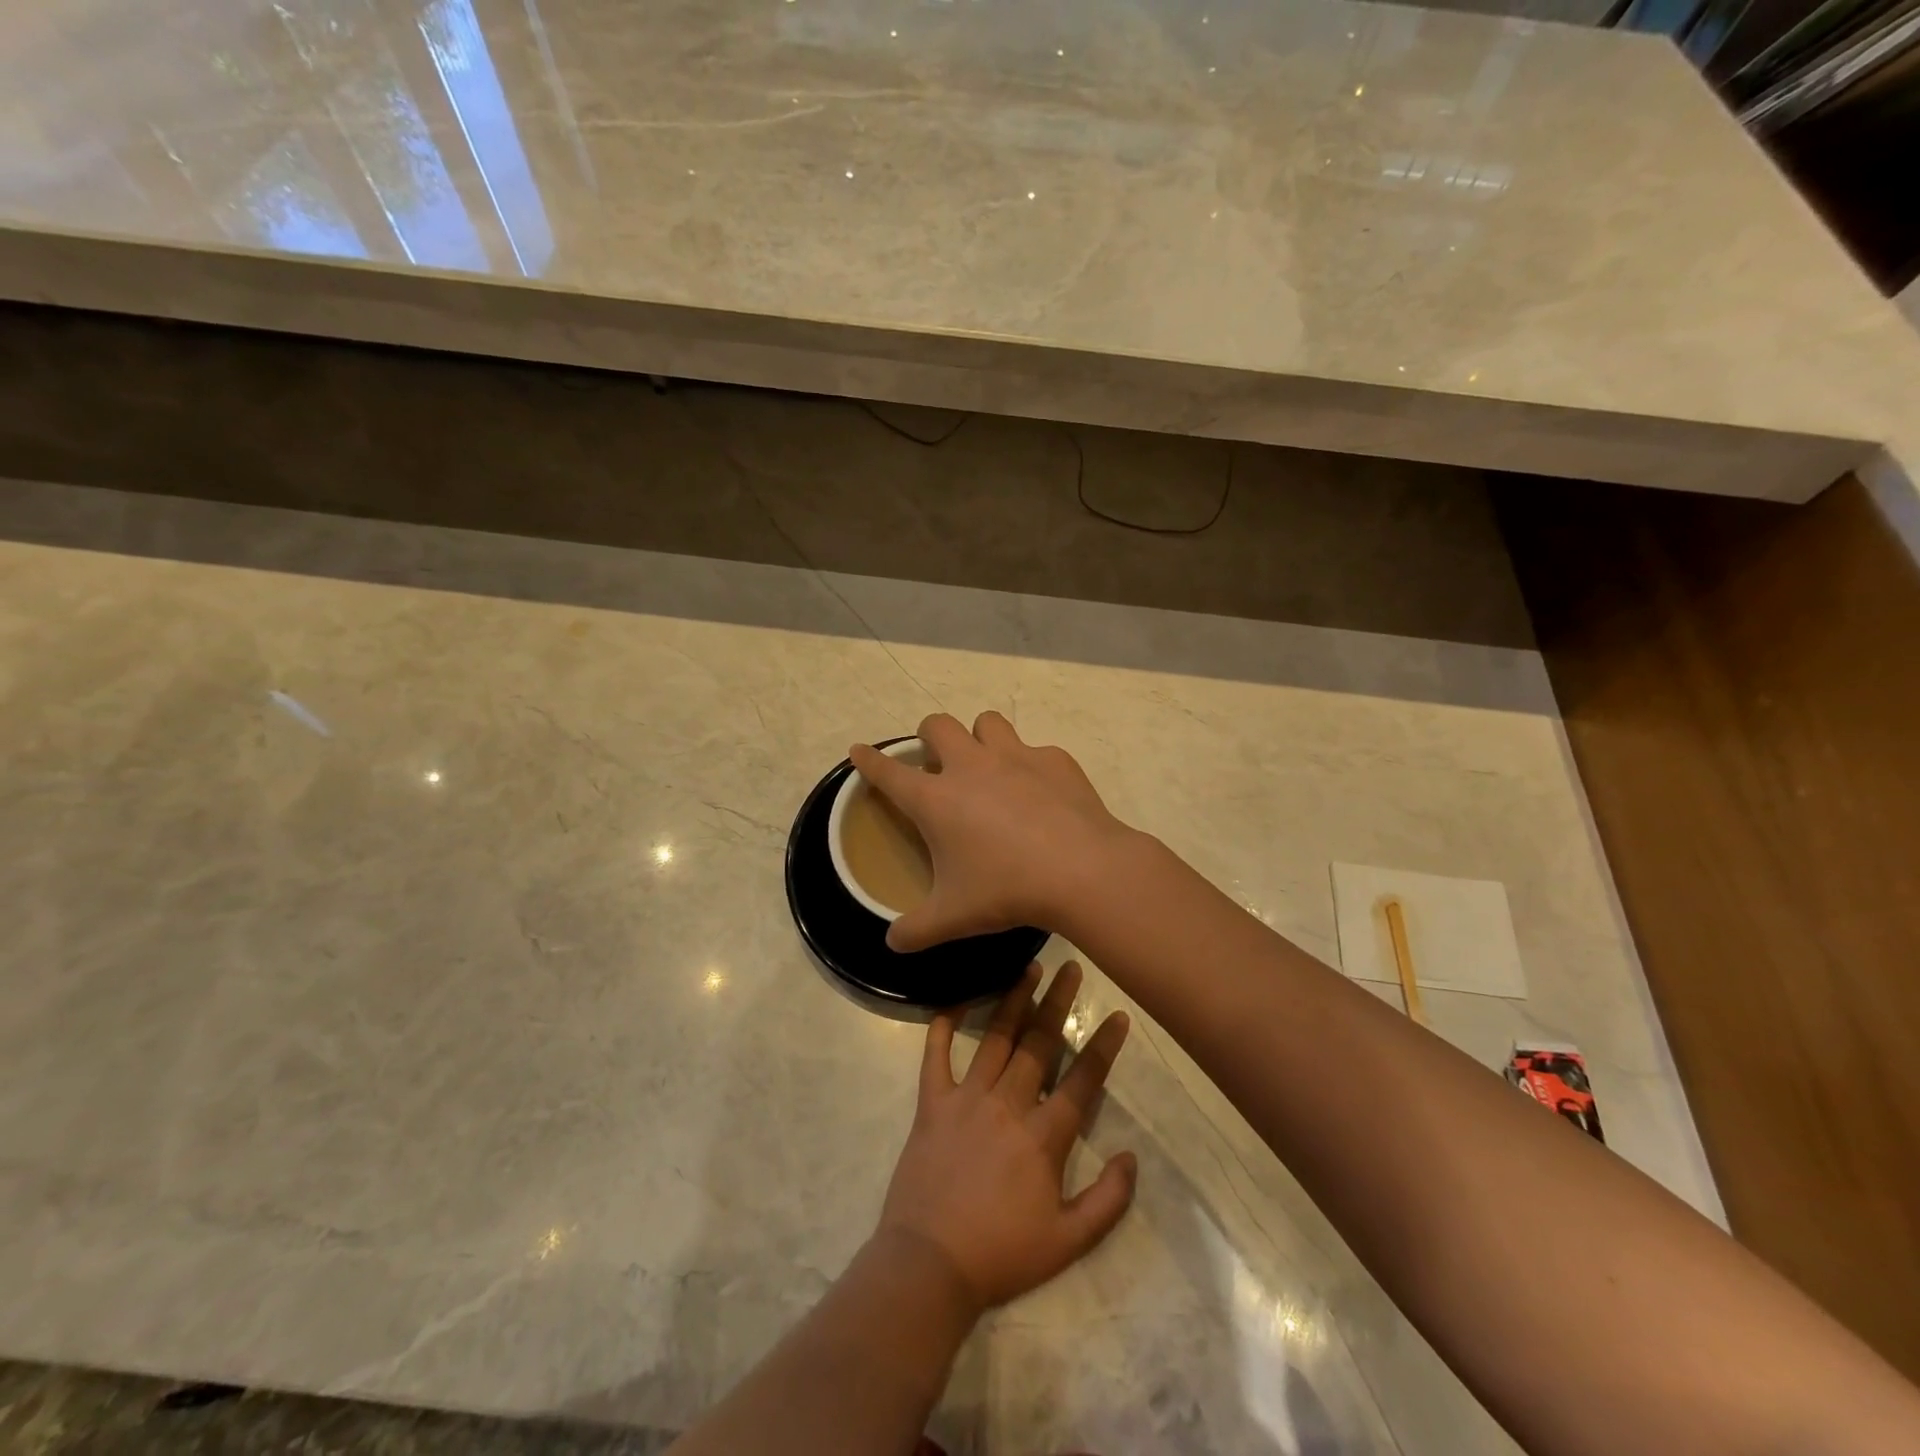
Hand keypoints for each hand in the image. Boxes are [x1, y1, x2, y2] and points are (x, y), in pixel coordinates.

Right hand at [850, 712, 1138, 952]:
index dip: (869, 760)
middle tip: (937, 760)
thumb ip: (915, 930)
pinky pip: (1036, 750)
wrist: (1082, 871)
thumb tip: (892, 942)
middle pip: (938, 725)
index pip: (889, 771)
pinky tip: (1042, 794)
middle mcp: (971, 766)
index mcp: (936, 799)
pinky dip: (1032, 766)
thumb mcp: (953, 917)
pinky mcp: (1054, 760)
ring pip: (988, 723)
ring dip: (981, 737)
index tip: (859, 750)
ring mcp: (1016, 757)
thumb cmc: (1007, 890)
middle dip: (929, 735)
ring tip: (989, 765)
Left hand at [877, 962, 1135, 1312]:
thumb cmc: (1002, 1254)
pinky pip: (935, 1056)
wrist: (929, 1265)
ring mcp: (966, 1098)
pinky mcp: (931, 1104)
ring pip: (995, 1039)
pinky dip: (942, 1027)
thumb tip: (1131, 1156)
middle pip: (1039, 1044)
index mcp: (1043, 1136)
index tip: (1119, 1014)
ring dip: (1014, 1000)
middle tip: (1072, 967)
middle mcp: (1007, 1104)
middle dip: (1058, 1002)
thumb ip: (1108, 1199)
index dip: (1103, 1046)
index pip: (1082, 1080)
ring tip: (1028, 967)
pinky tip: (954, 1000)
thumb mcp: (1069, 1242)